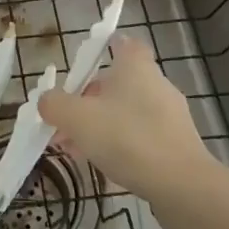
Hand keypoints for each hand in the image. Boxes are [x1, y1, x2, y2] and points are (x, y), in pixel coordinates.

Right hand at [38, 35, 214, 202]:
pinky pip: (141, 135)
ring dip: (101, 125)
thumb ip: (55, 104)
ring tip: (76, 149)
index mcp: (135, 66)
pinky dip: (121, 144)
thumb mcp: (78, 118)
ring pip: (127, 112)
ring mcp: (170, 115)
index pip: (123, 42)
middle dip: (89, 99)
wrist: (183, 186)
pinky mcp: (177, 144)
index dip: (104, 47)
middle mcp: (156, 83)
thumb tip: (46, 100)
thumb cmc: (128, 138)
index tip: (84, 63)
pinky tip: (104, 165)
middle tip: (66, 120)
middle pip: (118, 82)